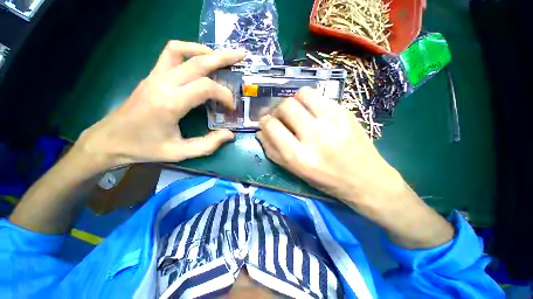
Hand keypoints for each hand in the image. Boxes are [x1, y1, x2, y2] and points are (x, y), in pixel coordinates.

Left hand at [74, 41, 244, 169]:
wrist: (110, 139)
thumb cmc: (145, 148)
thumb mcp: (179, 153)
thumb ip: (207, 145)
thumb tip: (230, 135)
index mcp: (170, 103)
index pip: (206, 87)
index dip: (224, 95)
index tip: (231, 108)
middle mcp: (163, 83)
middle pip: (198, 62)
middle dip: (223, 58)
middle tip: (241, 57)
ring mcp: (155, 75)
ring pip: (182, 50)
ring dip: (205, 50)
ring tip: (221, 57)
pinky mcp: (152, 75)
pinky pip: (171, 53)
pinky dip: (189, 50)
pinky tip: (200, 59)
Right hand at [257, 87, 402, 210]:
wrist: (365, 178)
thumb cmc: (325, 180)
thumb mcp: (294, 171)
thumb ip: (273, 151)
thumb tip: (261, 131)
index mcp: (299, 156)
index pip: (272, 126)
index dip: (265, 121)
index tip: (266, 122)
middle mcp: (314, 136)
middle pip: (285, 106)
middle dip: (278, 109)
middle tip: (281, 116)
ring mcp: (333, 121)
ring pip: (302, 94)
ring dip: (294, 101)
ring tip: (297, 111)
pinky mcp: (346, 113)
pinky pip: (320, 96)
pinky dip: (310, 101)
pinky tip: (313, 112)